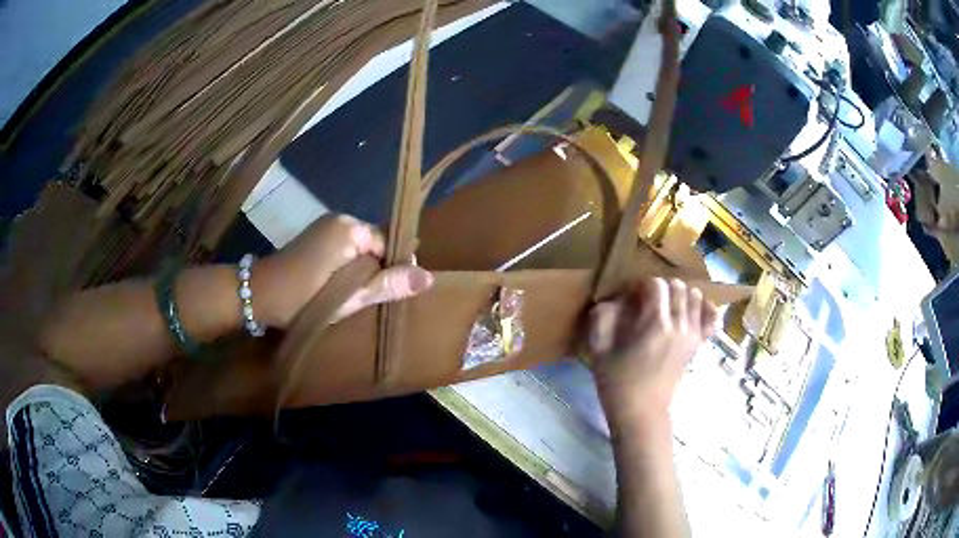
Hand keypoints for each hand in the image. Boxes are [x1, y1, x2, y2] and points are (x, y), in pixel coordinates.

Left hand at [252, 214, 432, 327]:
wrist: (259, 294)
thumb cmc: (304, 297)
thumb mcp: (350, 296)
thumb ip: (388, 285)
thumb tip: (428, 277)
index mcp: (351, 228)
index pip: (389, 243)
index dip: (394, 269)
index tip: (389, 295)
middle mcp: (340, 219)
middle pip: (375, 244)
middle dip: (378, 270)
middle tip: (371, 299)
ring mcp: (326, 226)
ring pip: (361, 248)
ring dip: (362, 270)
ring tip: (356, 296)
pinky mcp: (316, 237)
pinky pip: (345, 249)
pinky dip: (349, 267)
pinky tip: (342, 287)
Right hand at [589, 278, 718, 427]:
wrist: (641, 413)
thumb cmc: (617, 382)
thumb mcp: (599, 349)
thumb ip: (602, 317)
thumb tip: (614, 300)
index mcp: (656, 323)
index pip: (657, 284)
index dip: (642, 285)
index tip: (632, 297)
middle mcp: (680, 324)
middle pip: (679, 287)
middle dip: (663, 288)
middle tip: (648, 301)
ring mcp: (693, 335)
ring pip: (696, 297)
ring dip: (682, 295)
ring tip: (667, 307)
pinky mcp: (698, 345)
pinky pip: (712, 319)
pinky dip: (706, 310)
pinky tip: (695, 311)